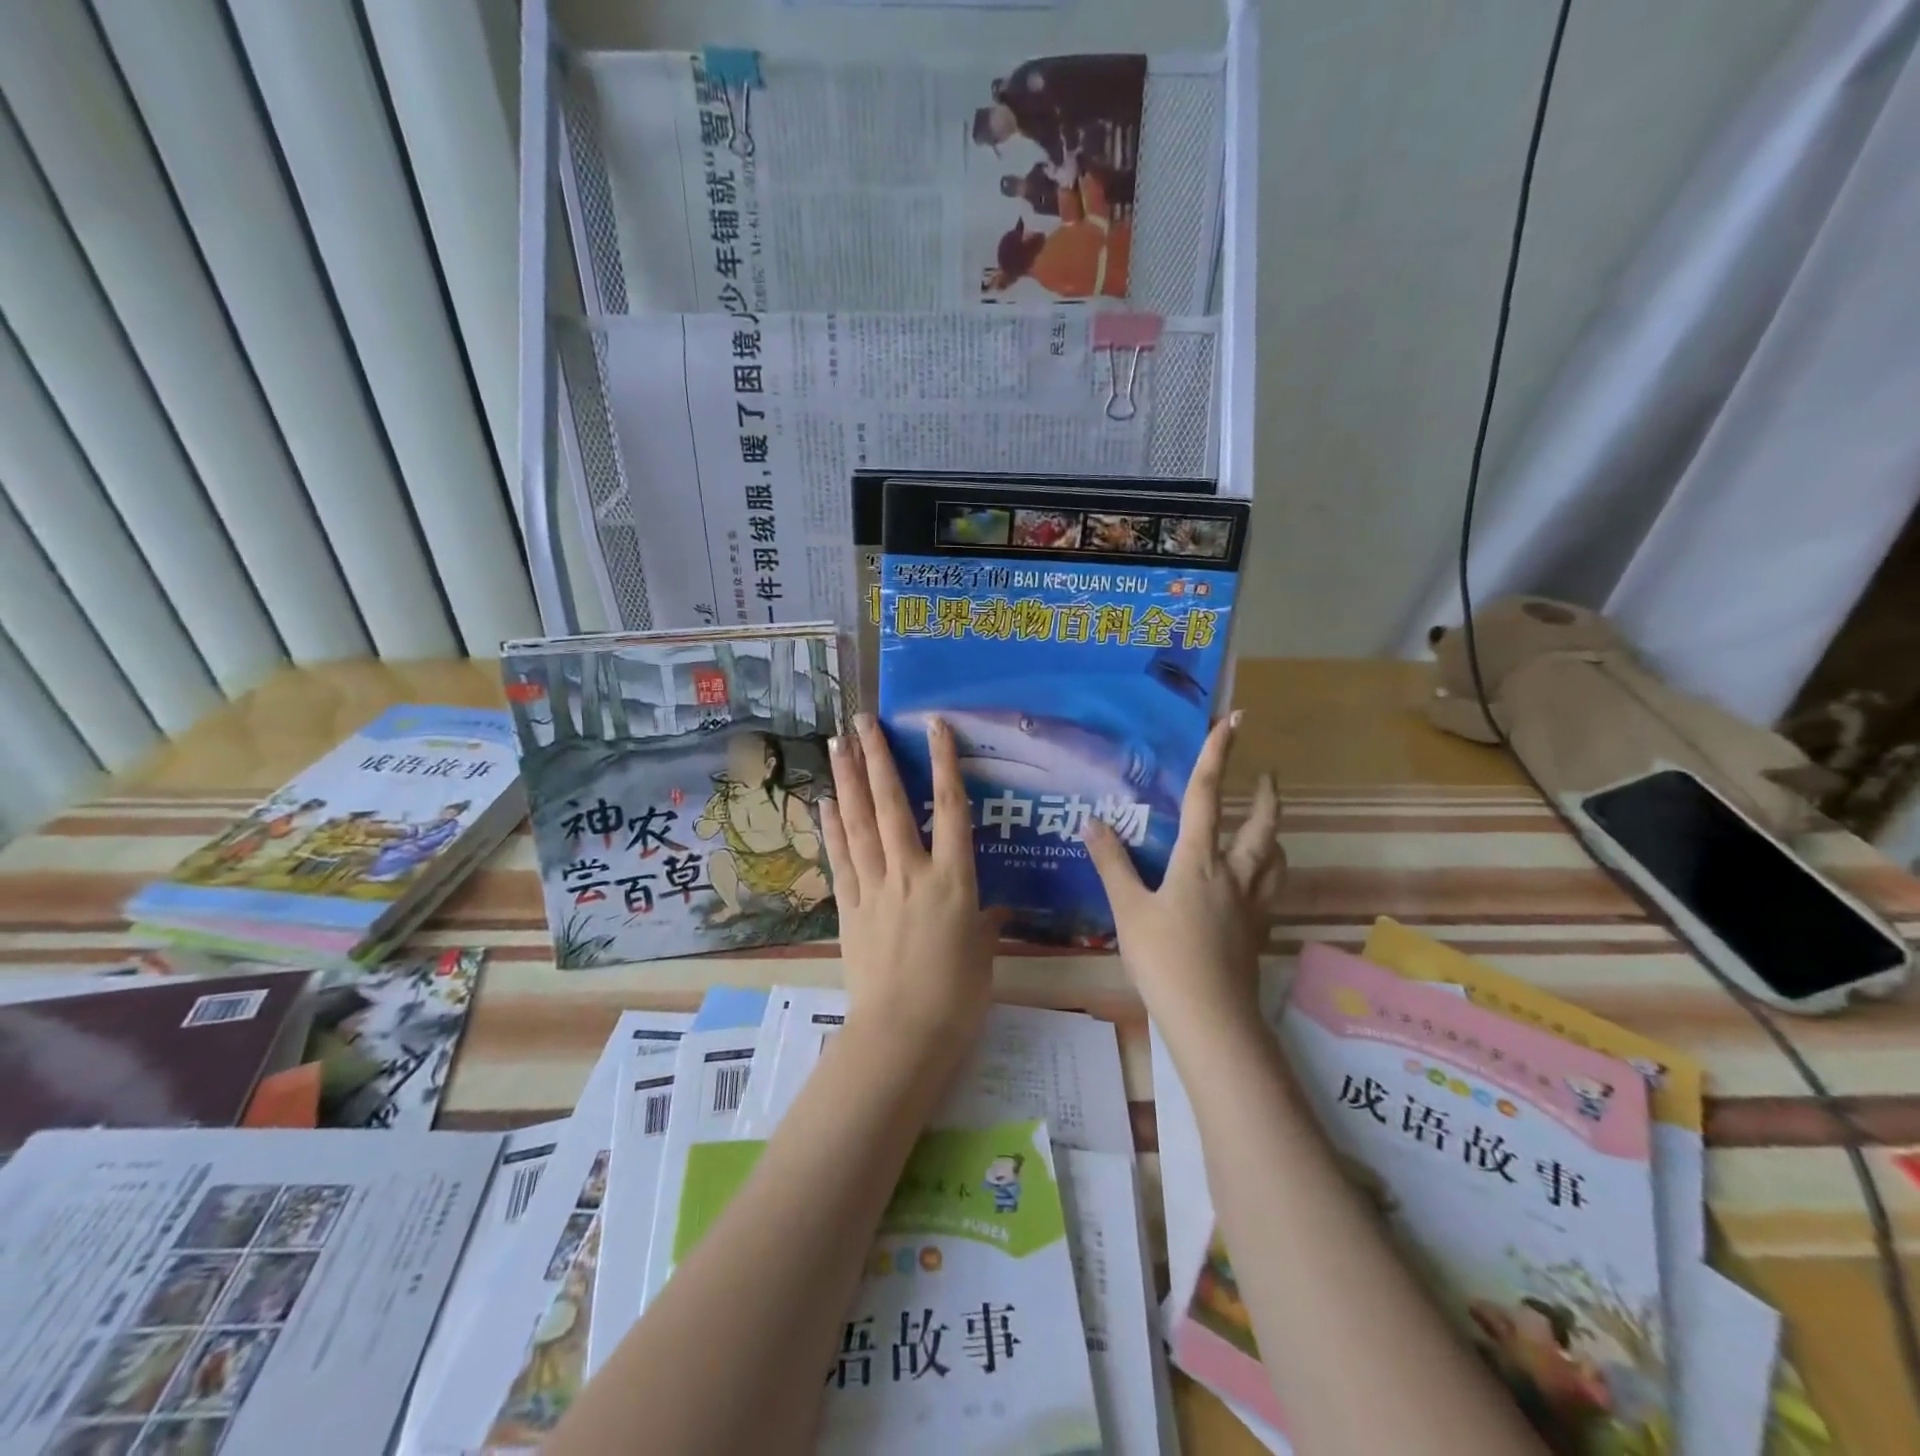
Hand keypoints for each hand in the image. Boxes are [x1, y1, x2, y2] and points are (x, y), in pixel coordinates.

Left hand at [820, 715, 1002, 1067]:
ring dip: (848, 780)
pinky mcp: (850, 908)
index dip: (944, 762)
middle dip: (877, 758)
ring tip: (837, 744)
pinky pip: (840, 859)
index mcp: (954, 880)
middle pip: (892, 804)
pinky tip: (825, 801)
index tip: (934, 725)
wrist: (902, 1036)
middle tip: (861, 720)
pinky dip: (832, 828)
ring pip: (859, 823)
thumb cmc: (956, 998)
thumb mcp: (983, 955)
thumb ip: (985, 924)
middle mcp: (912, 872)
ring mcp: (876, 888)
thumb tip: (995, 911)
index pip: (951, 808)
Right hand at [1084, 712, 1283, 1037]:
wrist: (1210, 1017)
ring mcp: (1252, 904)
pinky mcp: (1258, 930)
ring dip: (1275, 833)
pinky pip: (1273, 888)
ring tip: (1267, 824)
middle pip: (1262, 825)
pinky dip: (1271, 870)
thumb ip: (1112, 863)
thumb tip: (1092, 821)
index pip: (1208, 797)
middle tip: (1268, 775)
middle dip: (1266, 796)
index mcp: (1200, 862)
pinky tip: (1257, 880)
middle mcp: (1234, 874)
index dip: (1219, 755)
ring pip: (1276, 857)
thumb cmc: (1164, 959)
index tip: (1234, 720)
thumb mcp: (1128, 909)